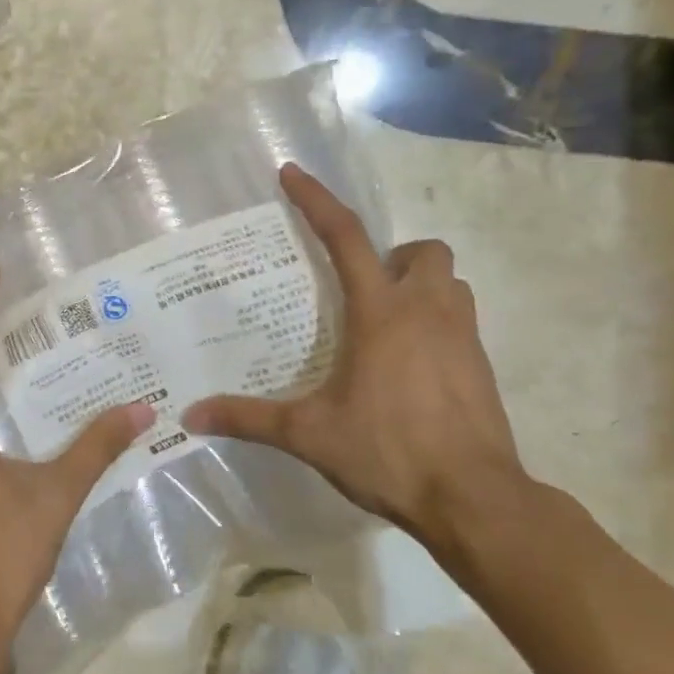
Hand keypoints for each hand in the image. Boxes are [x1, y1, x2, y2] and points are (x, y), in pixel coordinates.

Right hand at [183, 164, 525, 550]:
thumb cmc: (389, 452)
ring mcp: (463, 335)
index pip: (345, 238)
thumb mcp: (310, 434)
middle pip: (421, 250)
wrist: (475, 499)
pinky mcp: (482, 364)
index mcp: (380, 313)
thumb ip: (249, 420)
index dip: (316, 201)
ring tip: (385, 323)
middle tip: (361, 292)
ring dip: (420, 286)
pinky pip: (461, 318)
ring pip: (450, 281)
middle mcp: (427, 310)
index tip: (292, 174)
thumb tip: (191, 417)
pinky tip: (409, 365)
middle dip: (392, 257)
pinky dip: (436, 321)